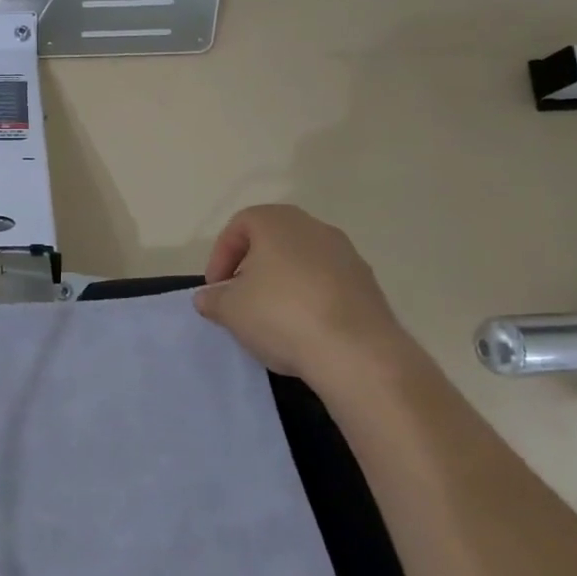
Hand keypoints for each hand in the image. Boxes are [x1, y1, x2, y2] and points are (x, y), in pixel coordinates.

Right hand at [194, 205, 410, 380]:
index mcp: (278, 222)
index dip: (220, 256)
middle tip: (239, 298)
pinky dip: (309, 299)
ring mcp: (347, 255)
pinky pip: (327, 284)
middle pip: (272, 241)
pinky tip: (302, 329)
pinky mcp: (368, 285)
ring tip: (270, 318)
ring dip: (281, 284)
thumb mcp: (230, 309)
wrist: (357, 353)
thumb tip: (208, 298)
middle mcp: (315, 228)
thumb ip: (213, 299)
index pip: (239, 225)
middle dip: (251, 268)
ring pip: (302, 262)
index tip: (215, 287)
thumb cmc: (281, 315)